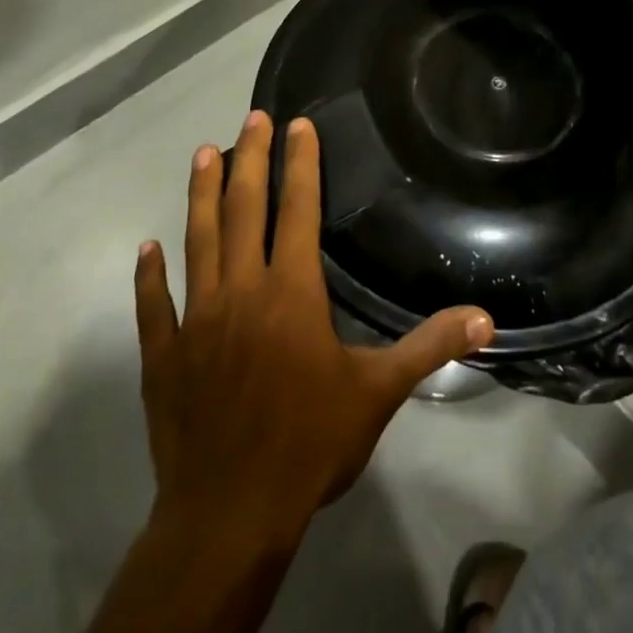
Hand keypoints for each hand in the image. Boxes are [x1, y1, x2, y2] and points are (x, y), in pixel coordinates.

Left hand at [134, 111, 494, 534]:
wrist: (230, 515)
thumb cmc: (310, 444)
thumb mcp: (379, 392)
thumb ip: (430, 346)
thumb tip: (486, 319)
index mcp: (291, 292)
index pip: (297, 210)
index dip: (299, 164)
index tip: (297, 125)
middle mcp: (241, 291)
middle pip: (243, 210)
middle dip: (249, 159)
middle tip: (251, 118)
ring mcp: (197, 321)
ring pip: (198, 242)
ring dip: (200, 195)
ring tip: (202, 154)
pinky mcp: (164, 356)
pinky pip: (155, 306)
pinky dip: (150, 276)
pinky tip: (146, 250)